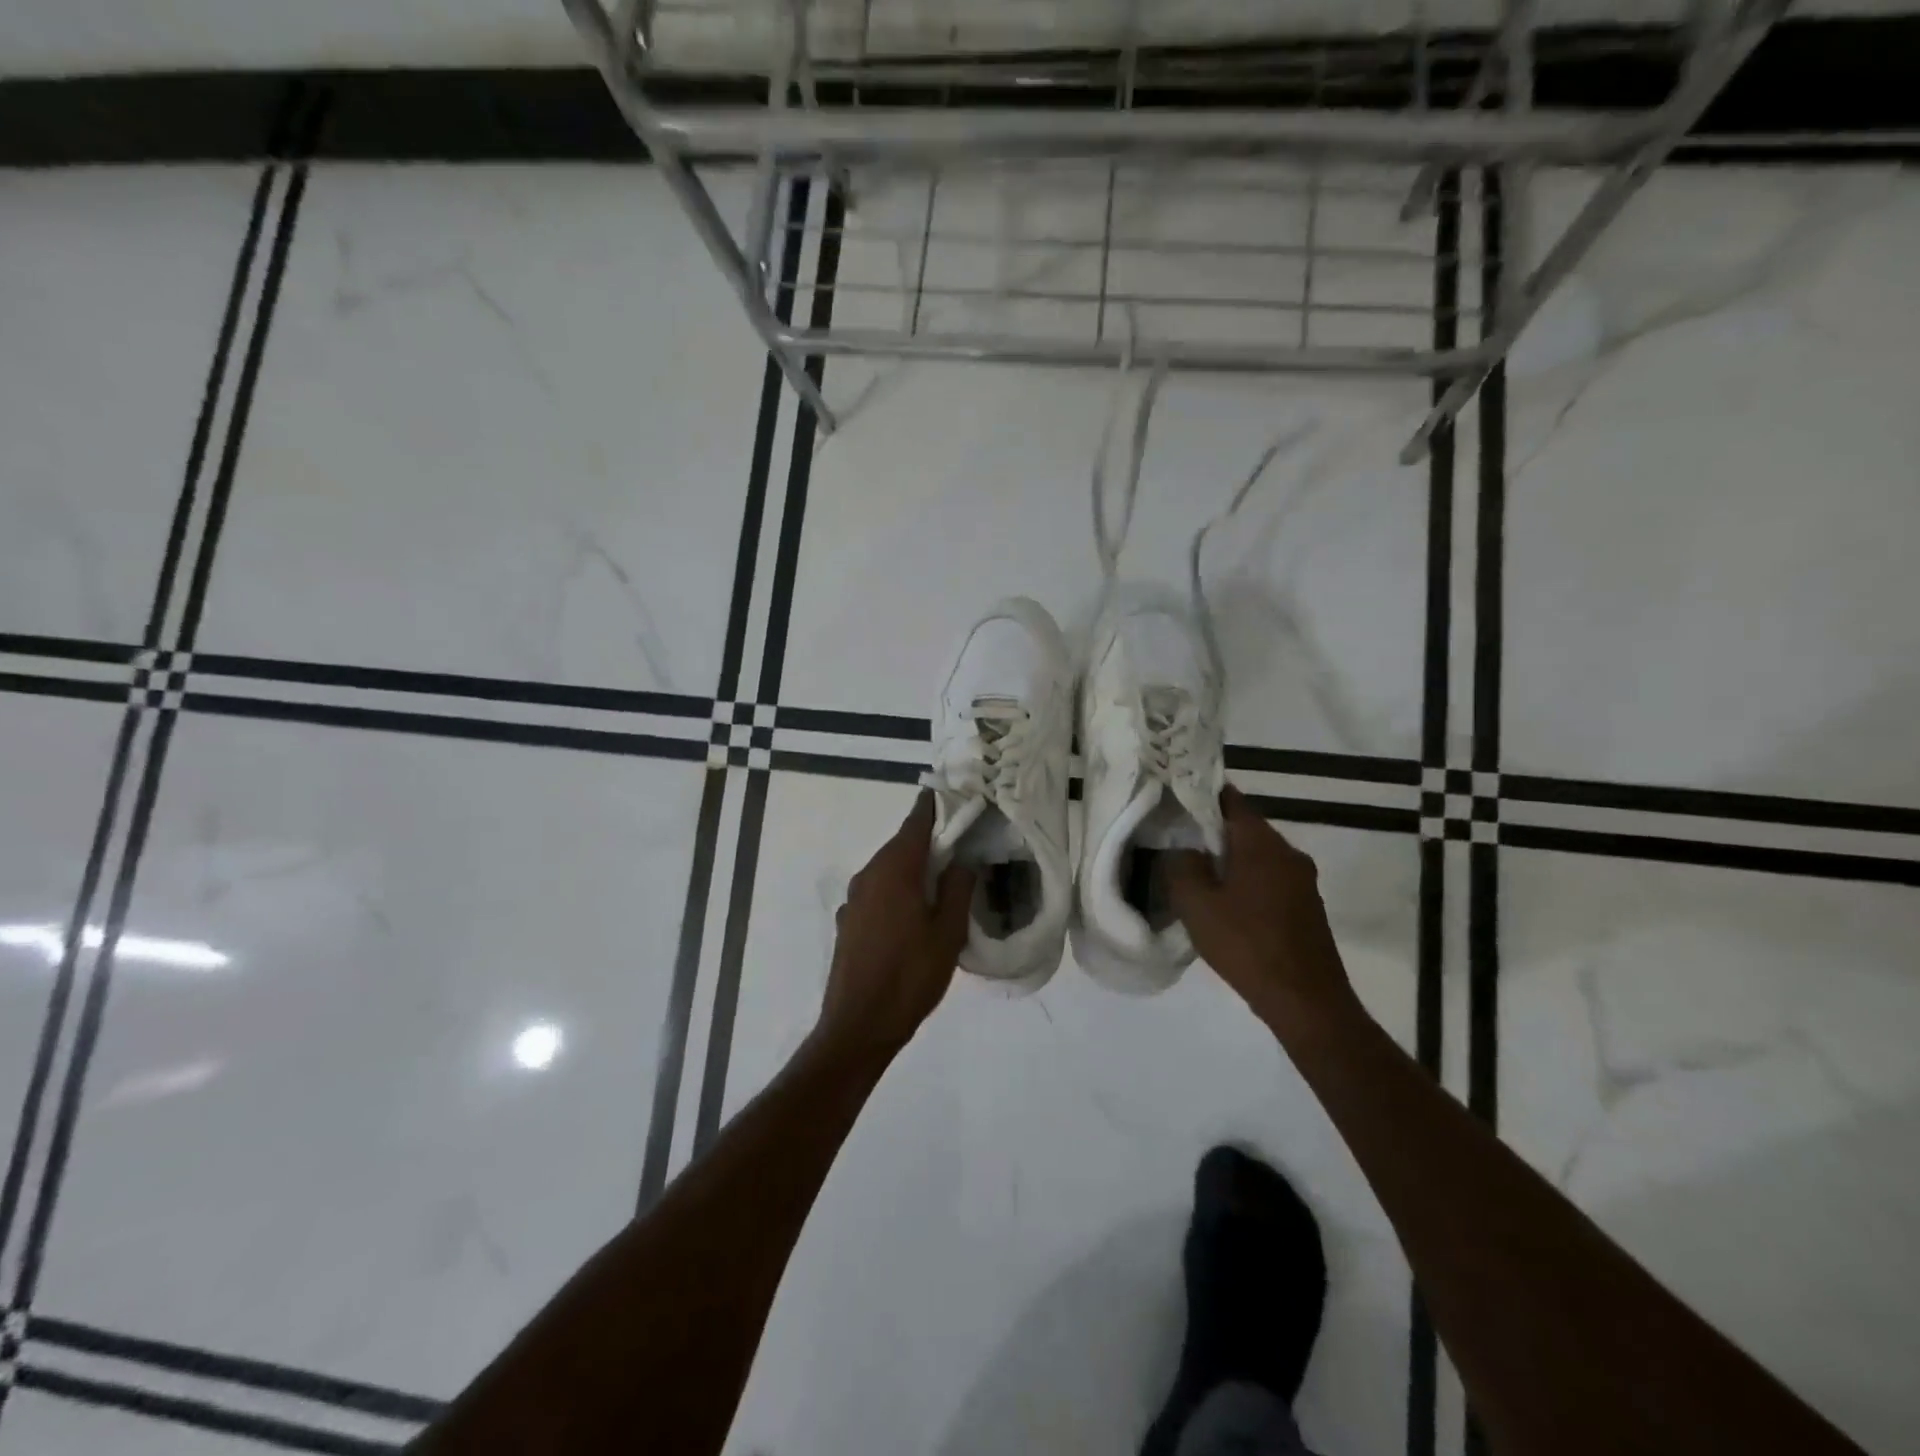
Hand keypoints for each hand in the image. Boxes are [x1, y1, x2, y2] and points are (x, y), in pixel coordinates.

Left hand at [816, 792, 974, 1058]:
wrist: (858, 1025)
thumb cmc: (910, 976)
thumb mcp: (948, 932)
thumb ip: (958, 888)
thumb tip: (963, 858)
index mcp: (894, 869)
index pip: (915, 822)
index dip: (935, 806)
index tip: (955, 796)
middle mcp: (869, 874)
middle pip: (901, 843)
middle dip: (929, 838)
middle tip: (961, 839)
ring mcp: (854, 898)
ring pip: (888, 867)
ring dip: (913, 865)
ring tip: (943, 875)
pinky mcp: (848, 920)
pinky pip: (878, 890)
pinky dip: (898, 887)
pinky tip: (915, 909)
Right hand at [1168, 785, 1356, 1032]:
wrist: (1307, 1002)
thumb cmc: (1247, 945)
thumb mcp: (1196, 905)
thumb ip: (1180, 866)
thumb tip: (1181, 849)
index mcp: (1261, 842)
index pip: (1229, 798)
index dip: (1200, 794)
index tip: (1172, 798)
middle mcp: (1287, 852)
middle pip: (1243, 827)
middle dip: (1210, 830)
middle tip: (1175, 839)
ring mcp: (1302, 880)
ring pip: (1256, 855)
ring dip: (1228, 859)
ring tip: (1195, 873)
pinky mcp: (1306, 906)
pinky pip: (1269, 879)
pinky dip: (1245, 881)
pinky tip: (1224, 903)